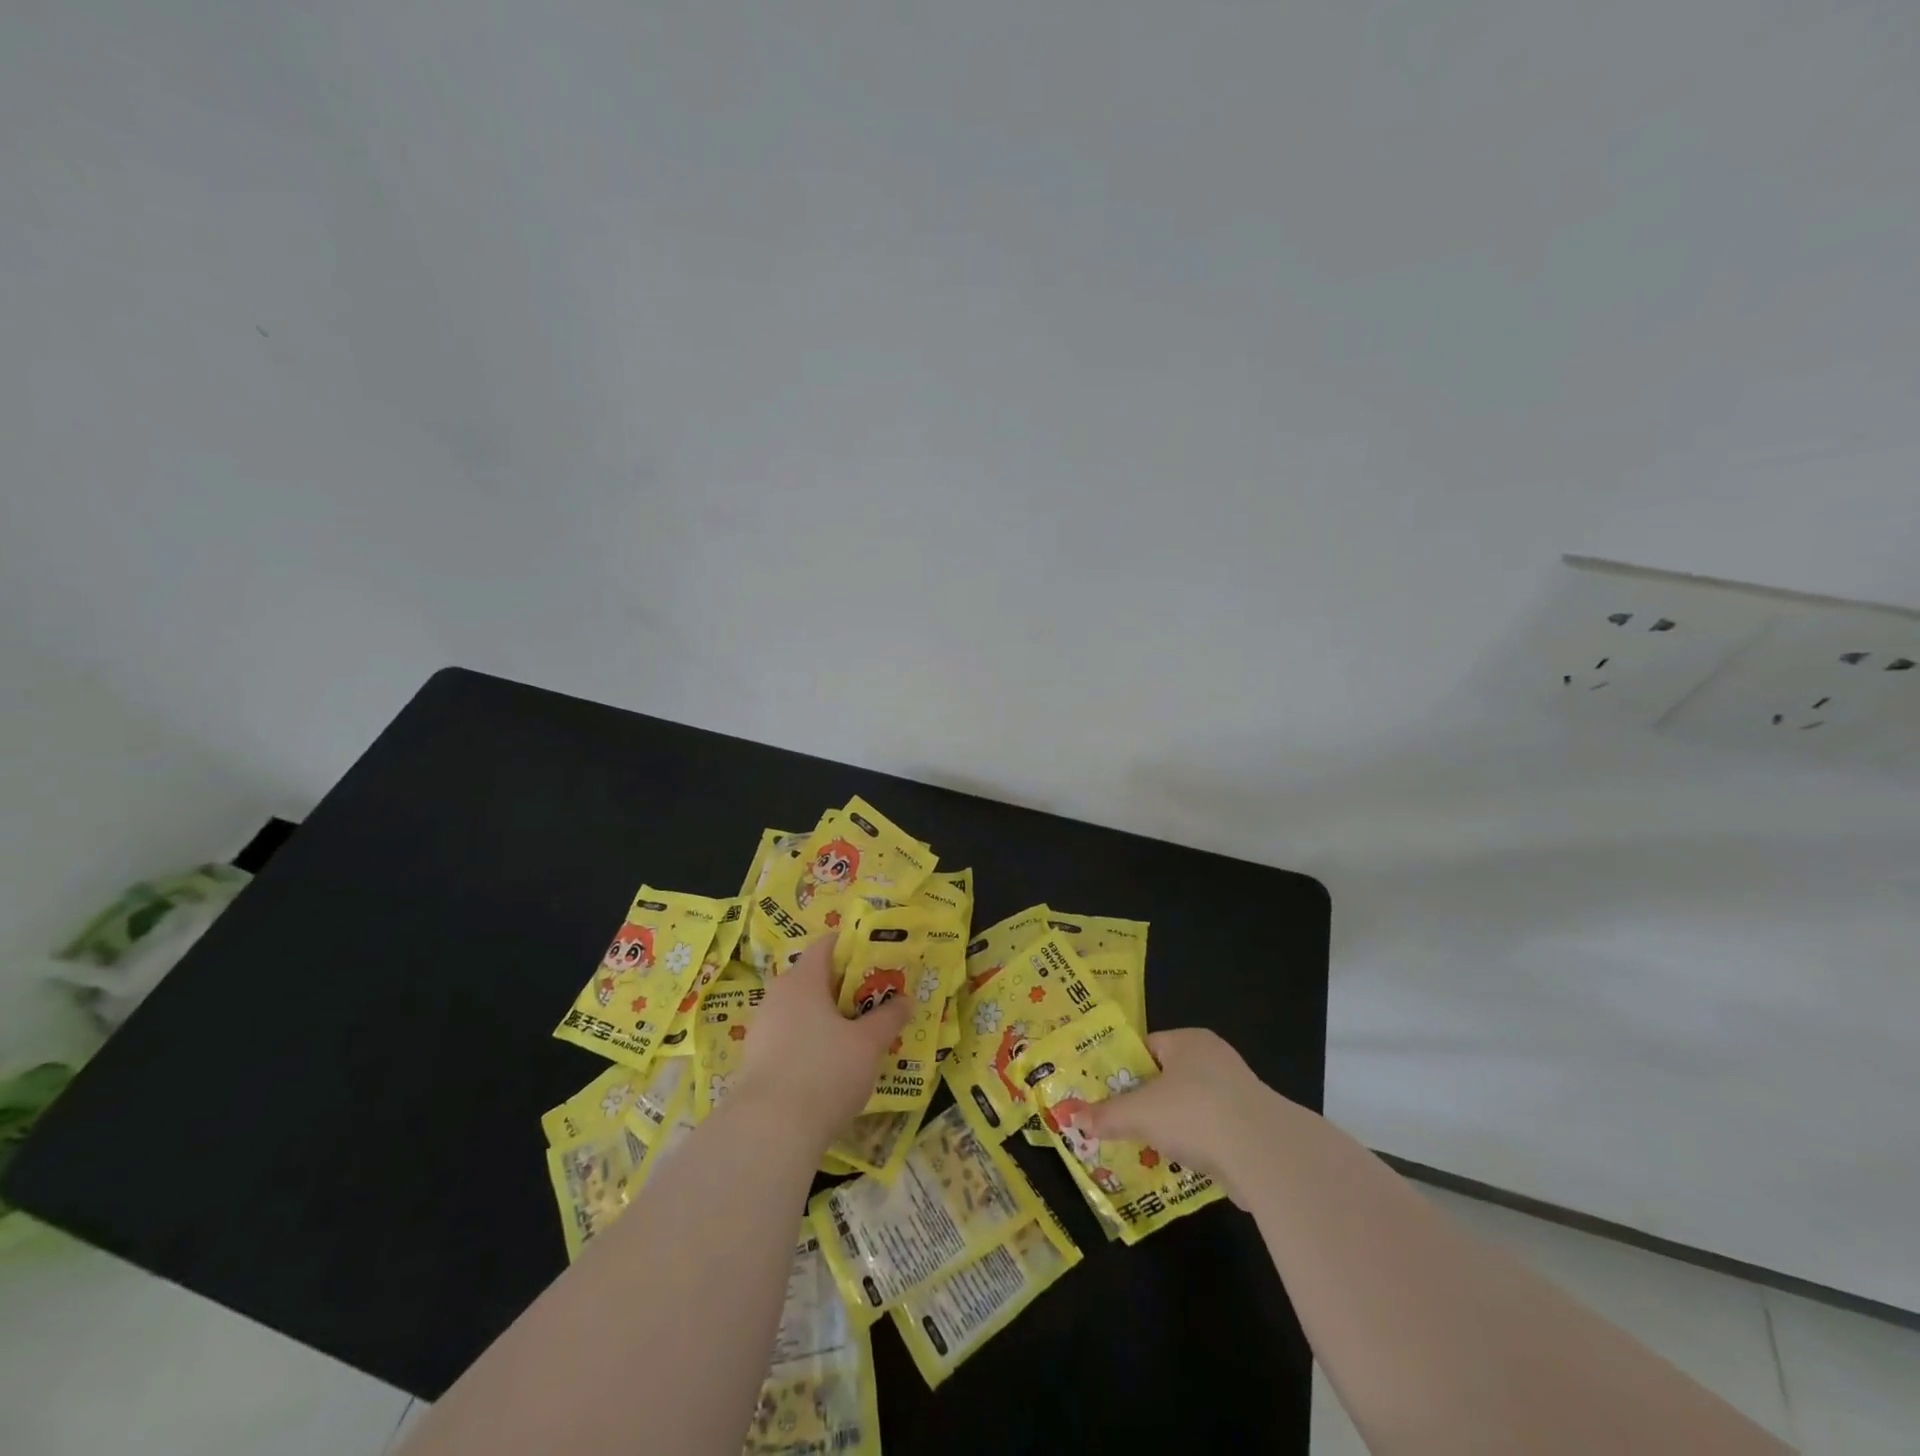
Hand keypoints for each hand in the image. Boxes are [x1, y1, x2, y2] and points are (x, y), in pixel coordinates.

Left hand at [733, 934, 912, 1141]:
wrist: (769, 1131)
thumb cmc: (825, 1071)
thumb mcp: (868, 1044)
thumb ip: (889, 1018)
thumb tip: (906, 999)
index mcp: (803, 979)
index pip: (826, 945)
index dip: (853, 946)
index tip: (878, 960)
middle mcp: (778, 996)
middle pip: (814, 978)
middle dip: (844, 987)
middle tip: (875, 1001)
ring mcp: (762, 1029)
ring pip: (801, 1010)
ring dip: (827, 1018)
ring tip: (857, 1036)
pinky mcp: (755, 1061)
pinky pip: (790, 1038)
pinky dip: (811, 1042)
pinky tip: (830, 1066)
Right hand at [1083, 1028, 1273, 1197]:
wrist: (1264, 1154)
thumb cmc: (1194, 1113)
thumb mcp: (1140, 1113)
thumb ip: (1107, 1115)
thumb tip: (1071, 1117)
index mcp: (1188, 1041)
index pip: (1148, 1047)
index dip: (1125, 1070)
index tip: (1106, 1094)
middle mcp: (1215, 1058)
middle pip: (1169, 1078)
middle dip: (1147, 1103)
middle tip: (1122, 1123)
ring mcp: (1238, 1093)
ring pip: (1192, 1107)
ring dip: (1173, 1128)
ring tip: (1147, 1149)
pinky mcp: (1253, 1127)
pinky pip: (1213, 1132)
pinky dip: (1198, 1146)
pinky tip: (1182, 1165)